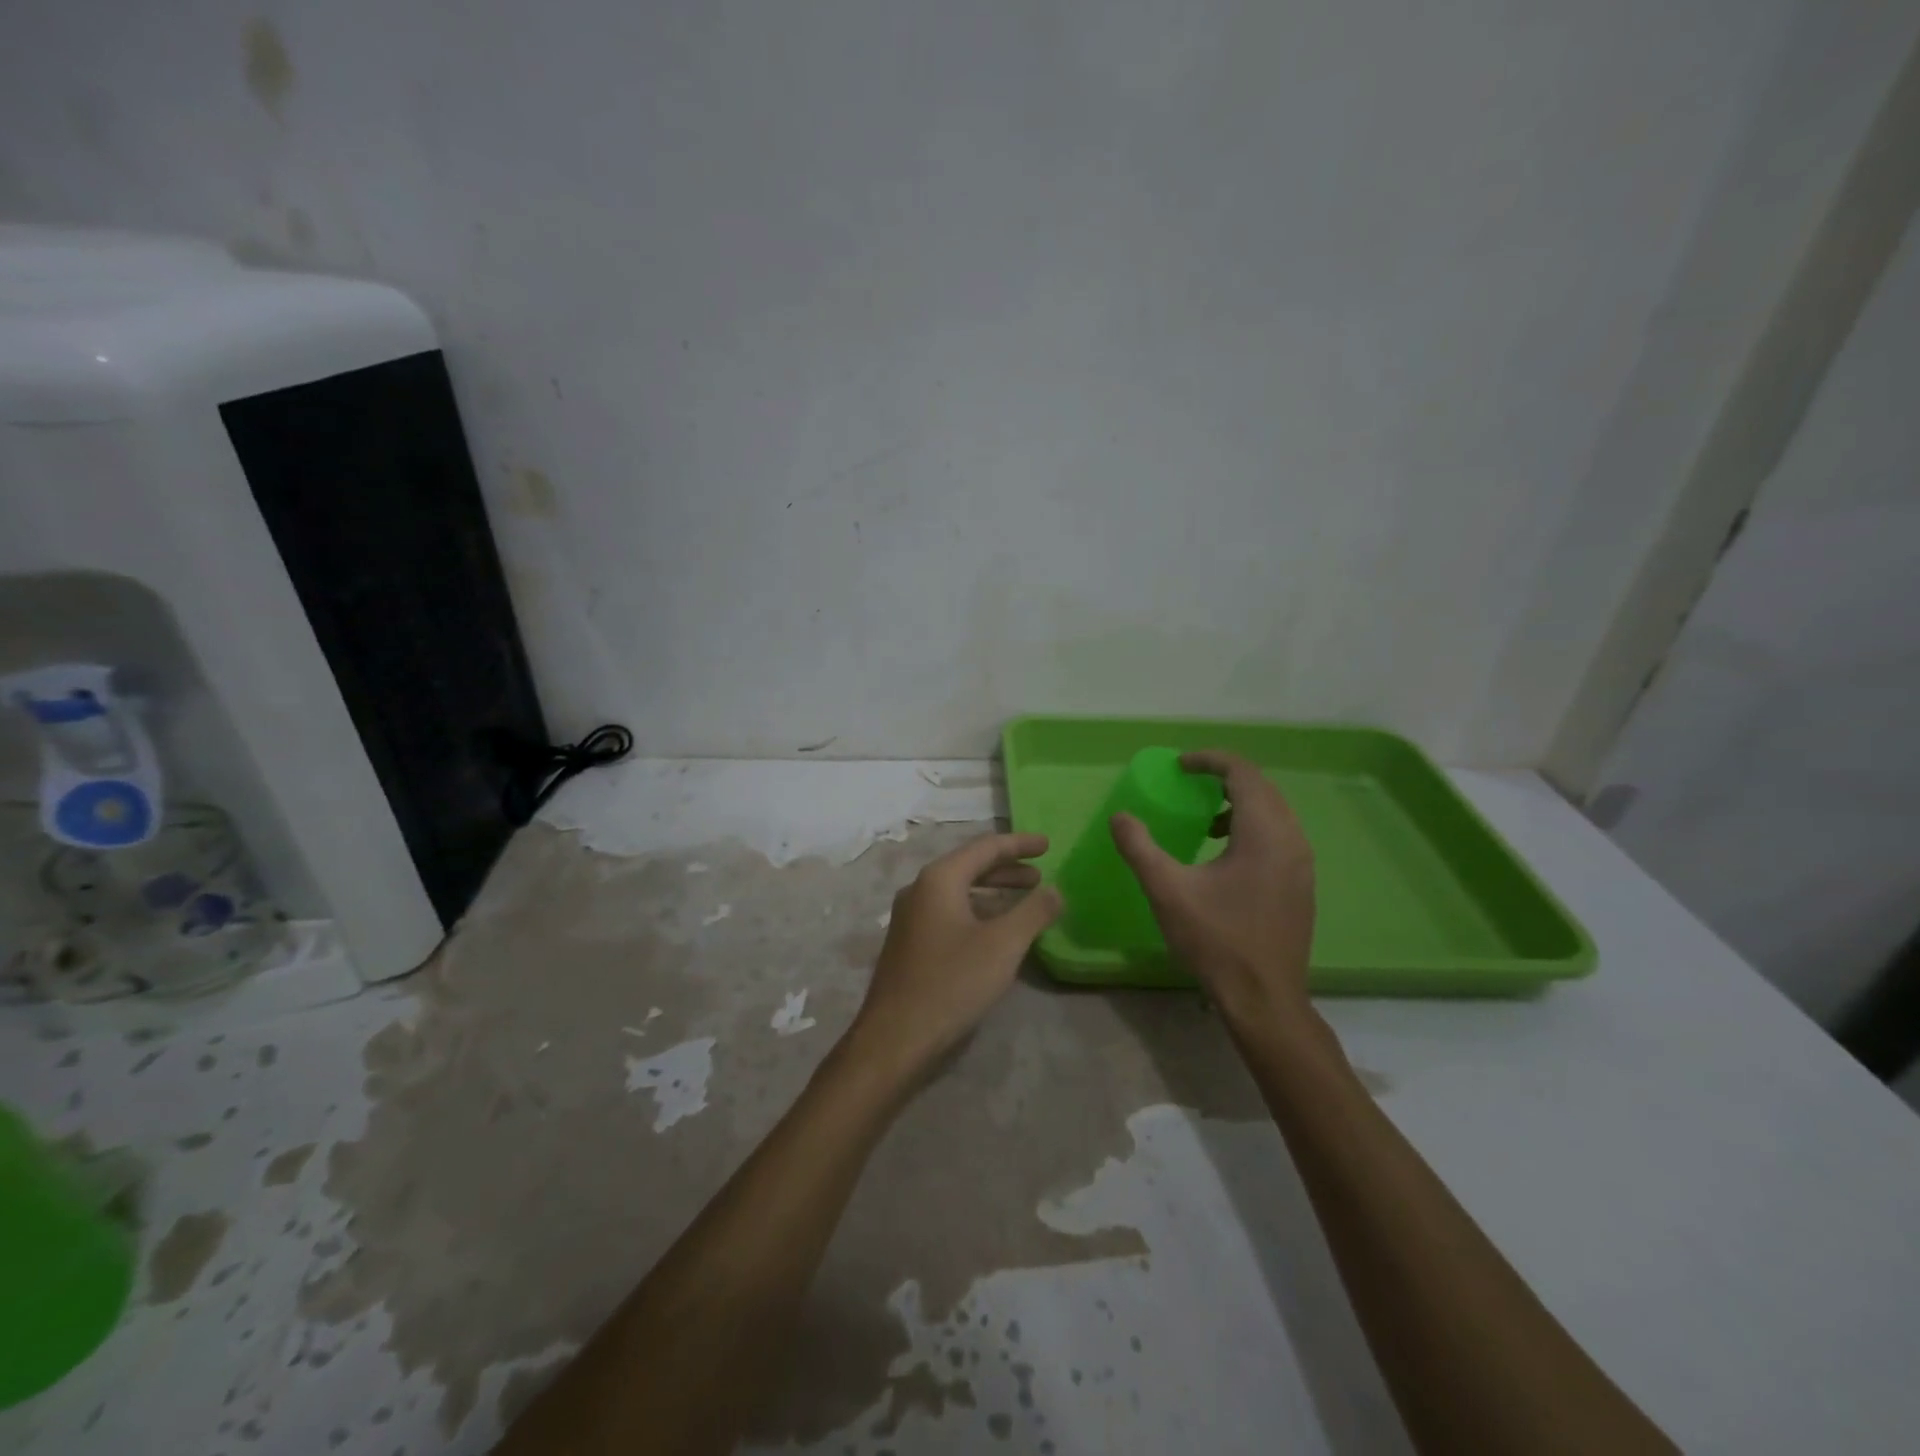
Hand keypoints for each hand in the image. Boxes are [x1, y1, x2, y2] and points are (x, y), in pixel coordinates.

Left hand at [844, 832, 1061, 1081]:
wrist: (896, 1037)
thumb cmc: (952, 982)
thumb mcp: (1003, 945)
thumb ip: (1033, 912)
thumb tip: (1055, 890)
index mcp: (939, 879)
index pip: (985, 847)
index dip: (1019, 844)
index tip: (1048, 845)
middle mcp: (920, 889)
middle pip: (970, 866)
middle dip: (1007, 868)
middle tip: (1040, 874)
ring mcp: (910, 916)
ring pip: (959, 891)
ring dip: (993, 891)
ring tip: (1025, 899)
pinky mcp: (910, 941)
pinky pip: (949, 911)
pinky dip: (977, 910)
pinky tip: (995, 930)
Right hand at [1111, 750, 1315, 1021]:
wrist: (1264, 998)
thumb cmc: (1216, 940)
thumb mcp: (1167, 891)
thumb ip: (1140, 848)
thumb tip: (1120, 817)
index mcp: (1264, 833)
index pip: (1242, 773)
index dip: (1209, 760)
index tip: (1179, 766)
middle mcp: (1291, 840)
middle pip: (1261, 788)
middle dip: (1224, 778)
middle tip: (1189, 784)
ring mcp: (1301, 863)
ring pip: (1273, 812)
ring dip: (1239, 803)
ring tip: (1204, 819)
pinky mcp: (1301, 883)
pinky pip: (1279, 835)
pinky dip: (1251, 826)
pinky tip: (1223, 854)